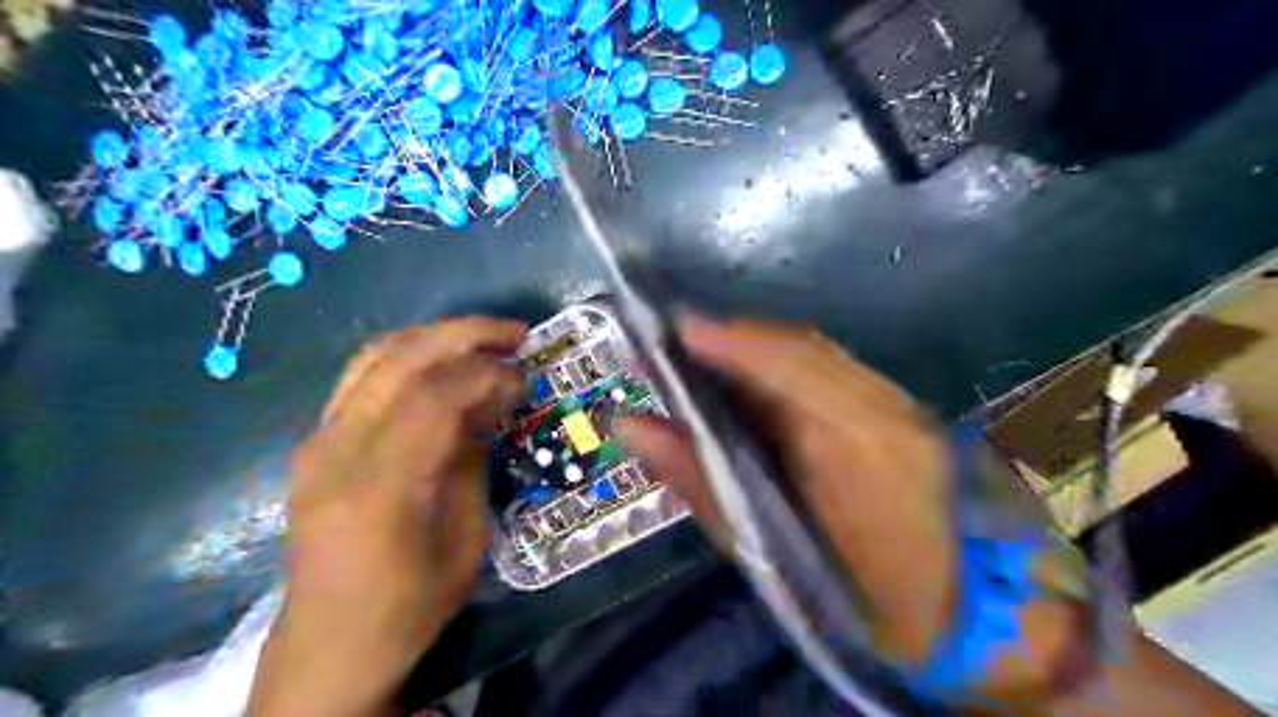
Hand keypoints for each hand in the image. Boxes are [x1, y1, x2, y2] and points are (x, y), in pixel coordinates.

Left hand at [249, 316, 528, 715]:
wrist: (327, 646)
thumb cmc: (407, 607)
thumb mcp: (464, 543)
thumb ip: (472, 464)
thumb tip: (490, 407)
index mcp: (378, 489)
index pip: (432, 397)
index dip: (486, 374)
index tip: (525, 376)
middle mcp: (336, 452)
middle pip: (399, 360)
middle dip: (464, 335)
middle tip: (514, 334)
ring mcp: (316, 442)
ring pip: (374, 356)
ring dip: (434, 337)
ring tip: (483, 339)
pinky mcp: (314, 443)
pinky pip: (361, 378)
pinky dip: (408, 356)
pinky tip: (442, 363)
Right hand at [615, 316, 951, 663]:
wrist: (964, 610)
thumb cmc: (858, 599)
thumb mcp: (767, 552)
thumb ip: (698, 481)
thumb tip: (634, 427)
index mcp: (857, 450)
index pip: (788, 367)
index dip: (729, 341)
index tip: (672, 331)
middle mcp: (885, 409)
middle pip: (800, 348)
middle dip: (733, 340)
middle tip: (674, 347)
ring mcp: (901, 403)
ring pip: (815, 353)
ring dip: (755, 351)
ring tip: (703, 362)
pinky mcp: (902, 407)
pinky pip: (830, 369)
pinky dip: (783, 367)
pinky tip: (753, 385)